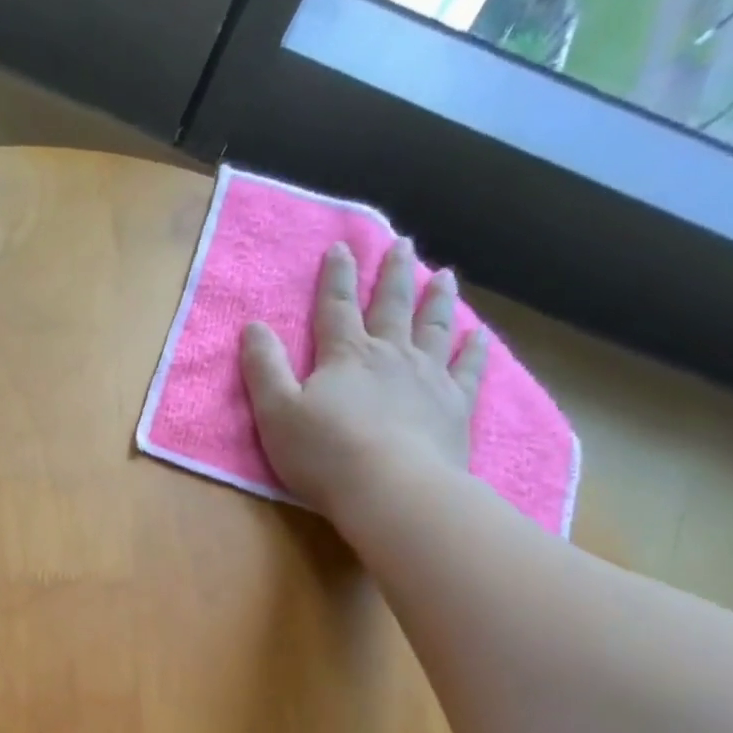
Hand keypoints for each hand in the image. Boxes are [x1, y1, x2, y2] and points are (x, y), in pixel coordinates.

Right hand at [241, 238, 486, 521]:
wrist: (391, 488)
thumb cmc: (324, 453)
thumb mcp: (276, 411)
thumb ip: (265, 368)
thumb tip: (254, 326)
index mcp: (345, 356)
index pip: (337, 306)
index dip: (337, 276)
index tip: (342, 246)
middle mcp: (390, 355)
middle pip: (392, 306)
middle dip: (393, 274)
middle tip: (401, 244)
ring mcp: (428, 377)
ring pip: (434, 327)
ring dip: (437, 299)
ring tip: (443, 275)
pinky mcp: (455, 405)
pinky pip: (469, 368)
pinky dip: (475, 349)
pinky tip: (479, 335)